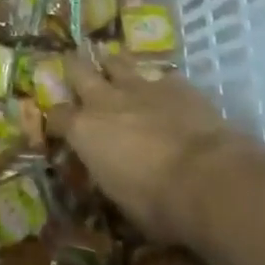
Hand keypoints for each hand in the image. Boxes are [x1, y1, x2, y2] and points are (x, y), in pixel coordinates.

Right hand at [57, 55, 259, 242]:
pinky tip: (166, 92)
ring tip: (114, 67)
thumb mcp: (120, 198)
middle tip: (74, 67)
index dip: (56, 120)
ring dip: (114, 65)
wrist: (208, 179)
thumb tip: (110, 171)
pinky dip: (160, 84)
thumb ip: (108, 173)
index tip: (59, 127)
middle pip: (78, 70)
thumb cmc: (156, 203)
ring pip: (117, 61)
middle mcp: (105, 100)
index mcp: (84, 130)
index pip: (56, 116)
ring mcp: (141, 86)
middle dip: (74, 68)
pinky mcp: (176, 84)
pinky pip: (161, 76)